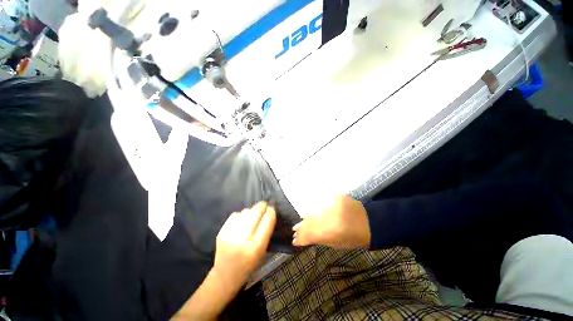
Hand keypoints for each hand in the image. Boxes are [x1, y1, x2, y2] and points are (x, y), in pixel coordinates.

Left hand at [213, 202, 275, 290]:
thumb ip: (266, 233)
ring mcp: (229, 236)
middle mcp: (242, 241)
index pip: (266, 224)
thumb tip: (268, 213)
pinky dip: (241, 214)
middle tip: (264, 204)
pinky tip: (242, 219)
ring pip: (245, 213)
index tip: (272, 208)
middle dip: (261, 207)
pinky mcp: (221, 232)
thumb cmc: (248, 265)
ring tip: (253, 214)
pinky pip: (235, 215)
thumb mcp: (262, 252)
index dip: (270, 213)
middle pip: (255, 215)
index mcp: (255, 249)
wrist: (224, 276)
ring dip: (251, 211)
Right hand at [292, 195, 370, 248]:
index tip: (294, 240)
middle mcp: (331, 215)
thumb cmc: (354, 238)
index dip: (301, 237)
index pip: (311, 233)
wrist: (370, 222)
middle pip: (310, 221)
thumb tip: (302, 237)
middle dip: (301, 227)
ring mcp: (333, 204)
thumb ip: (318, 239)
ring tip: (299, 224)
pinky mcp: (335, 197)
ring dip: (305, 218)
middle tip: (294, 230)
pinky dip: (314, 210)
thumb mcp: (336, 244)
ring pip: (313, 212)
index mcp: (333, 231)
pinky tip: (308, 214)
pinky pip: (320, 204)